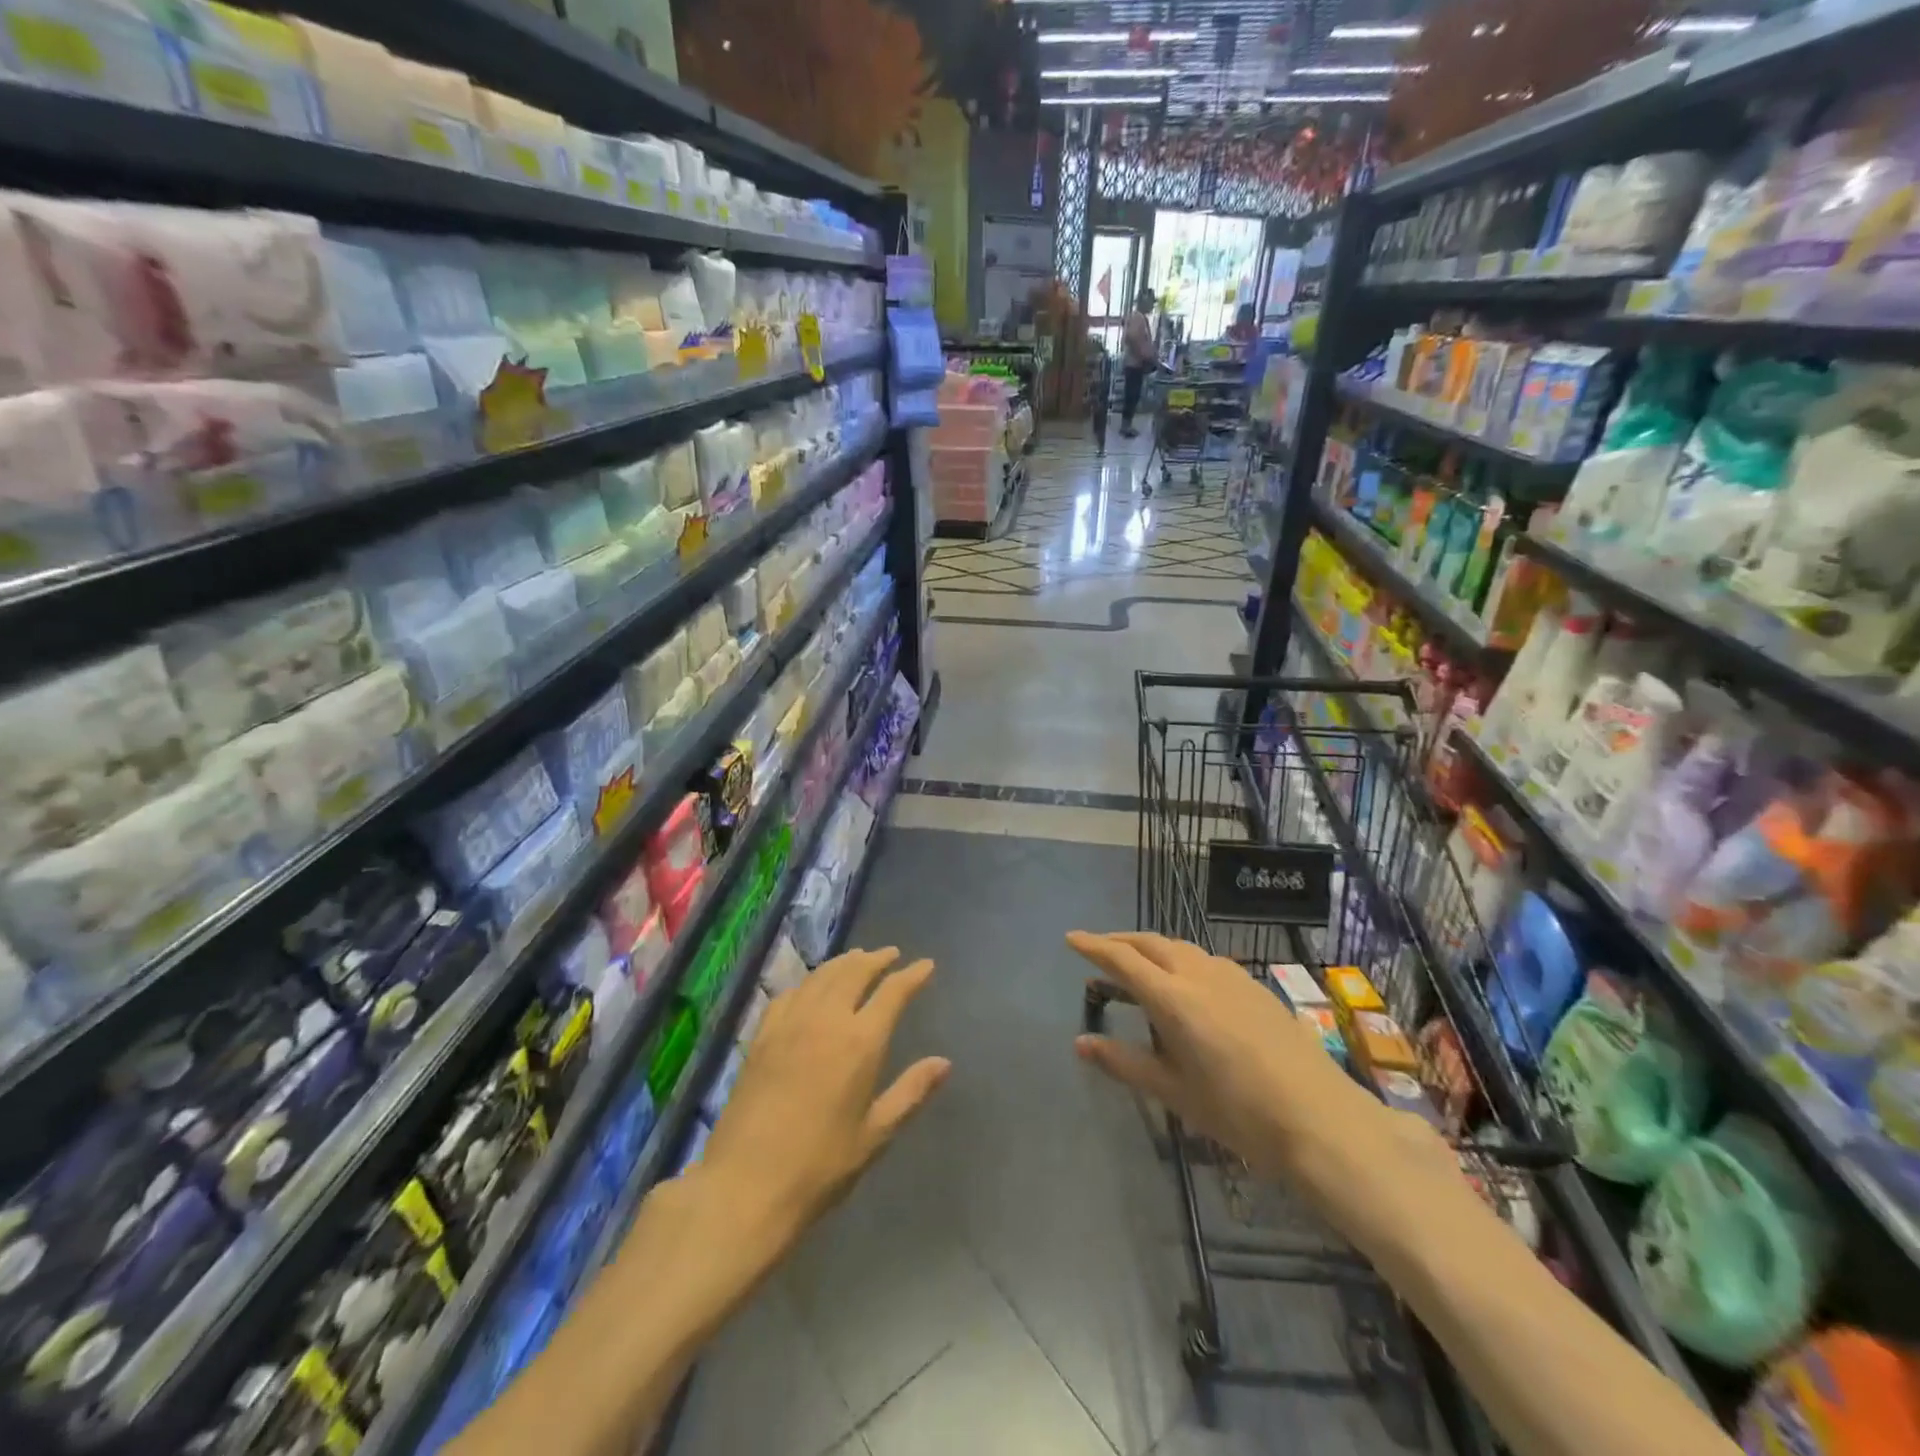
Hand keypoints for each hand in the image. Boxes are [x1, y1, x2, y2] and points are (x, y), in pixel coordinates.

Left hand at [697, 946, 949, 1251]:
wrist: (745, 1184)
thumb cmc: (820, 1166)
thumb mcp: (875, 1135)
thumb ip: (910, 1092)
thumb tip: (944, 1062)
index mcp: (861, 1042)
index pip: (892, 993)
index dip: (912, 975)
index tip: (926, 965)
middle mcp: (826, 1020)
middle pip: (855, 972)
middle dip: (877, 959)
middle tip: (891, 954)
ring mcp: (790, 1023)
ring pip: (822, 976)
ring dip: (844, 962)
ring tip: (858, 958)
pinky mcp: (762, 1035)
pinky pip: (791, 993)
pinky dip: (809, 981)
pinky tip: (812, 987)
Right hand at [1067, 932, 1393, 1184]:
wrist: (1322, 1121)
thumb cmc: (1239, 1113)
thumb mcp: (1174, 1092)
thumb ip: (1124, 1063)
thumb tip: (1080, 1044)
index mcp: (1173, 998)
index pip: (1123, 959)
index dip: (1094, 946)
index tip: (1071, 938)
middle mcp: (1199, 974)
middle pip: (1151, 943)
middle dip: (1121, 941)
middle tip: (1099, 950)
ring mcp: (1232, 977)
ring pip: (1181, 948)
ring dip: (1153, 949)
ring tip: (1139, 966)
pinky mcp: (1256, 987)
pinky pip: (1206, 960)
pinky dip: (1182, 960)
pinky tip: (1187, 985)